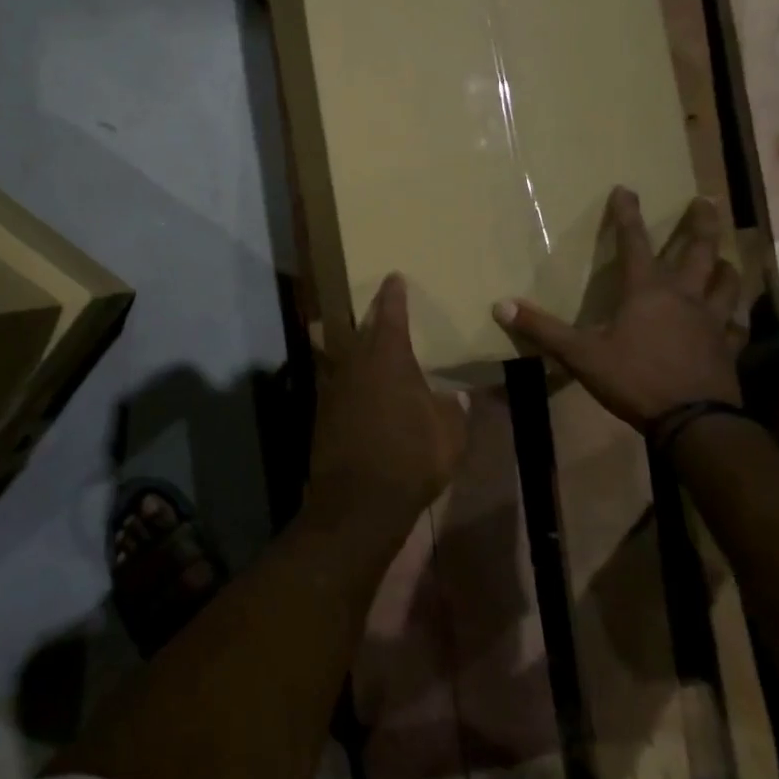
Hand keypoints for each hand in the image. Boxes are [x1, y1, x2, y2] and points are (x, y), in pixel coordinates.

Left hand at [309, 274, 468, 526]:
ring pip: (341, 353)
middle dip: (369, 315)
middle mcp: (356, 363)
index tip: (393, 277)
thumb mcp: (449, 435)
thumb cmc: (411, 458)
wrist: (358, 500)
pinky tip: (355, 387)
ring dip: (350, 343)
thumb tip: (455, 397)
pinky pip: (336, 382)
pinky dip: (346, 377)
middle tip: (377, 306)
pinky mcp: (322, 412)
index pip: (391, 314)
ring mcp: (334, 386)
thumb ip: (453, 410)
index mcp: (388, 358)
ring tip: (361, 339)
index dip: (393, 295)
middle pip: (359, 329)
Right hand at [493, 188, 742, 428]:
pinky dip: (736, 314)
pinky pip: (737, 323)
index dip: (628, 215)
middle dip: (700, 223)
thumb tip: (500, 306)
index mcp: (647, 292)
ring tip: (725, 254)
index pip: (634, 243)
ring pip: (726, 282)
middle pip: (698, 250)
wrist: (694, 422)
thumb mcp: (580, 354)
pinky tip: (735, 315)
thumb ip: (542, 329)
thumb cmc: (634, 380)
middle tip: (707, 201)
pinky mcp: (729, 347)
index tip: (626, 189)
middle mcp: (684, 297)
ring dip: (725, 263)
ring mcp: (712, 321)